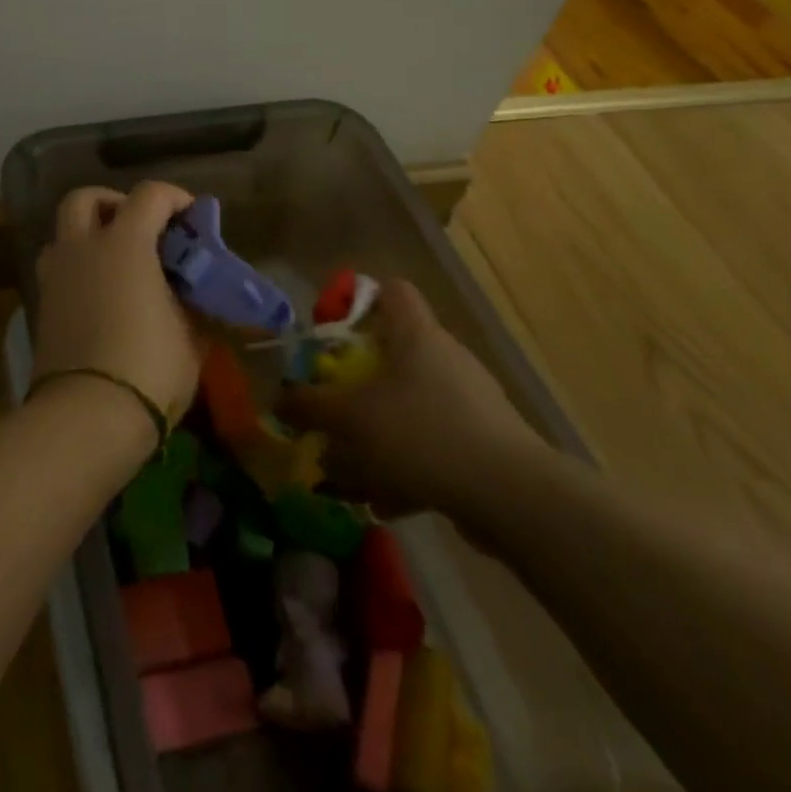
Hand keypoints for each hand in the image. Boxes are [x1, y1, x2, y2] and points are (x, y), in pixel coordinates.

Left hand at [32, 182, 202, 427]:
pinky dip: (77, 267)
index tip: (192, 216)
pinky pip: (58, 268)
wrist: (87, 415)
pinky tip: (99, 294)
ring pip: (63, 232)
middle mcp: (82, 247)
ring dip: (88, 234)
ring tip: (115, 262)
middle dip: (113, 202)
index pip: (149, 195)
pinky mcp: (41, 304)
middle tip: (139, 226)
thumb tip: (191, 291)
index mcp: (124, 244)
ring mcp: (55, 275)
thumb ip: (191, 300)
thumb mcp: (191, 334)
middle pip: (85, 198)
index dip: (174, 197)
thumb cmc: (149, 367)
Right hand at [278, 279, 546, 526]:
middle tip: (332, 408)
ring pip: (409, 406)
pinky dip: (407, 466)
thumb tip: (279, 400)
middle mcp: (445, 358)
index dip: (358, 302)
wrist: (510, 496)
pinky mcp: (482, 442)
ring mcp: (469, 401)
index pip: (390, 291)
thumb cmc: (422, 433)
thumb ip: (310, 406)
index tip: (331, 333)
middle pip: (393, 354)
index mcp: (416, 334)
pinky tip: (386, 501)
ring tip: (350, 469)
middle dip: (357, 385)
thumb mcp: (351, 418)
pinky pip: (432, 443)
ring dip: (378, 434)